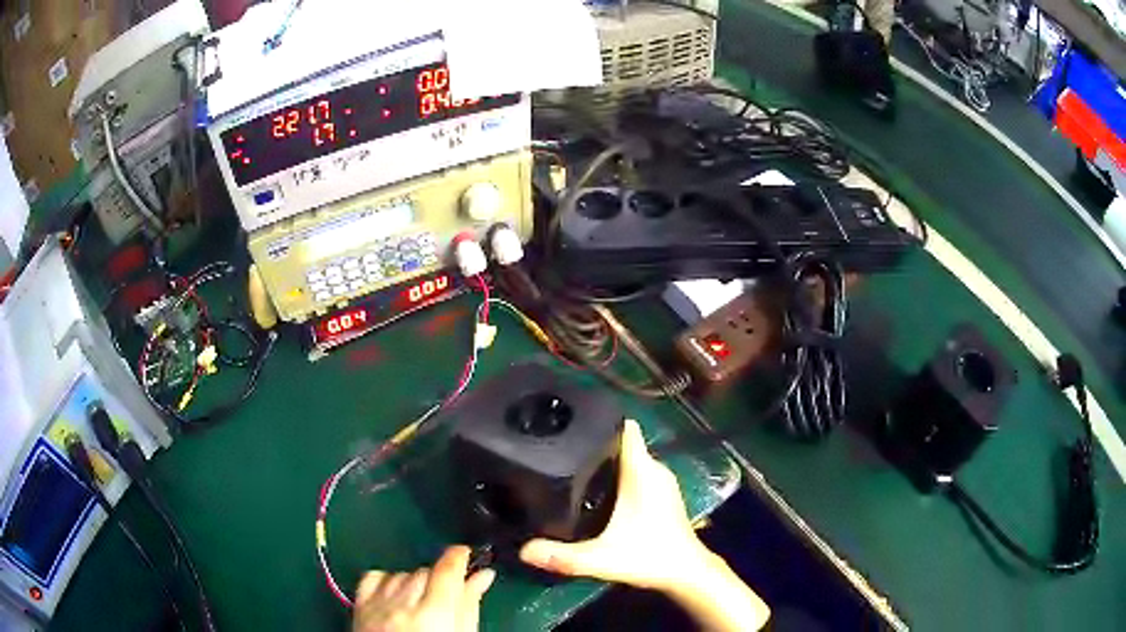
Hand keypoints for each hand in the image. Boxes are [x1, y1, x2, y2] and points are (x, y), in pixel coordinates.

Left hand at [352, 546, 495, 631]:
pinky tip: (396, 594)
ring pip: (401, 573)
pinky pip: (374, 577)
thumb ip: (470, 607)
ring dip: (415, 582)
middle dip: (439, 579)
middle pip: (425, 572)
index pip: (446, 570)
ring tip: (422, 605)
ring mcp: (378, 604)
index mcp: (434, 614)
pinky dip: (388, 580)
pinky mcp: (360, 607)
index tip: (467, 553)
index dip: (459, 556)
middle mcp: (403, 603)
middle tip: (447, 598)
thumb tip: (482, 577)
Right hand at [519, 419, 711, 591]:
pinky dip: (619, 474)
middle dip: (595, 443)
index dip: (600, 420)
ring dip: (607, 459)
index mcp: (642, 471)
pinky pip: (637, 471)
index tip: (572, 421)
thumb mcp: (601, 559)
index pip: (625, 428)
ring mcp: (661, 481)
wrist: (686, 572)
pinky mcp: (663, 493)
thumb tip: (524, 551)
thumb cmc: (649, 557)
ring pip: (630, 458)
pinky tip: (598, 489)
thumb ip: (562, 556)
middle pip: (622, 442)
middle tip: (560, 449)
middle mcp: (654, 469)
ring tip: (573, 466)